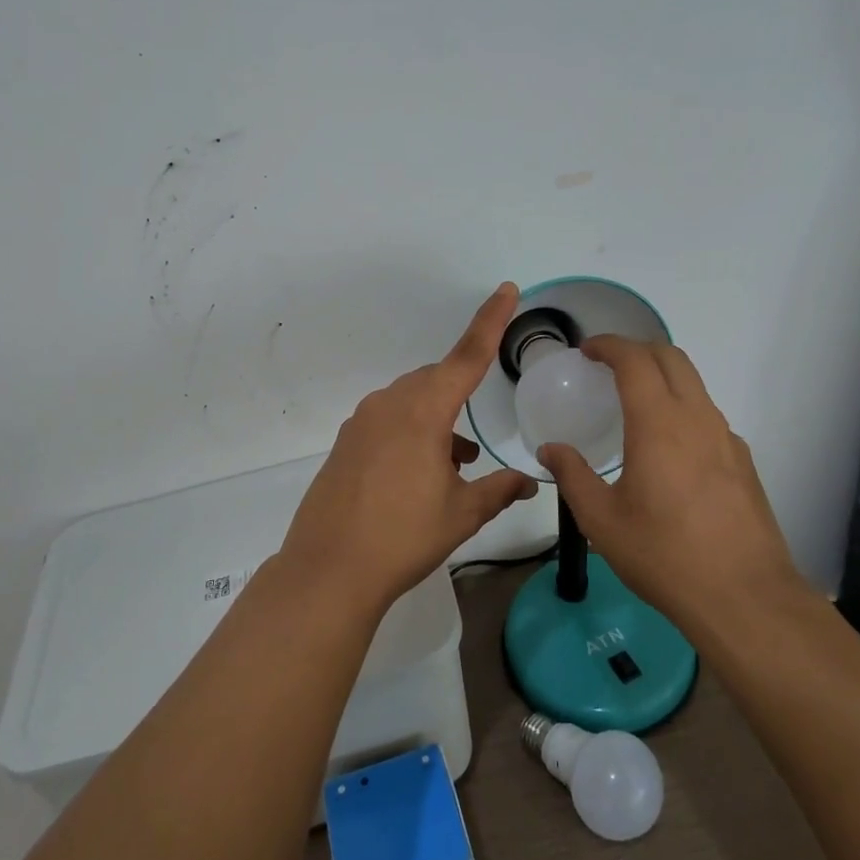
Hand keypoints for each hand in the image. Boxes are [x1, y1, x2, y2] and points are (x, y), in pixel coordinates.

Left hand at [280, 283, 538, 609]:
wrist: (329, 569)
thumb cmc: (403, 537)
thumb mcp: (461, 514)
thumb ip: (498, 490)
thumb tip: (530, 482)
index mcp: (422, 411)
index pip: (466, 356)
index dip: (490, 321)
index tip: (506, 289)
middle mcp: (389, 405)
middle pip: (435, 381)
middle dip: (459, 398)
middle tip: (472, 447)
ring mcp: (362, 423)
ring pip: (411, 403)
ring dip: (436, 424)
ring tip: (453, 468)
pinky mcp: (345, 443)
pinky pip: (388, 422)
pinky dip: (411, 435)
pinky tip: (420, 476)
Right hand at [538, 337, 803, 625]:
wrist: (744, 597)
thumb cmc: (664, 555)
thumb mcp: (601, 520)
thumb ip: (572, 476)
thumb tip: (550, 450)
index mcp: (658, 423)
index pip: (635, 360)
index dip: (609, 345)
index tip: (587, 350)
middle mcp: (697, 418)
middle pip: (671, 357)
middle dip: (637, 349)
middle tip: (607, 365)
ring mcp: (726, 438)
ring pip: (694, 384)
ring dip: (662, 376)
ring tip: (633, 402)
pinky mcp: (743, 461)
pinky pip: (708, 415)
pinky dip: (682, 407)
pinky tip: (667, 446)